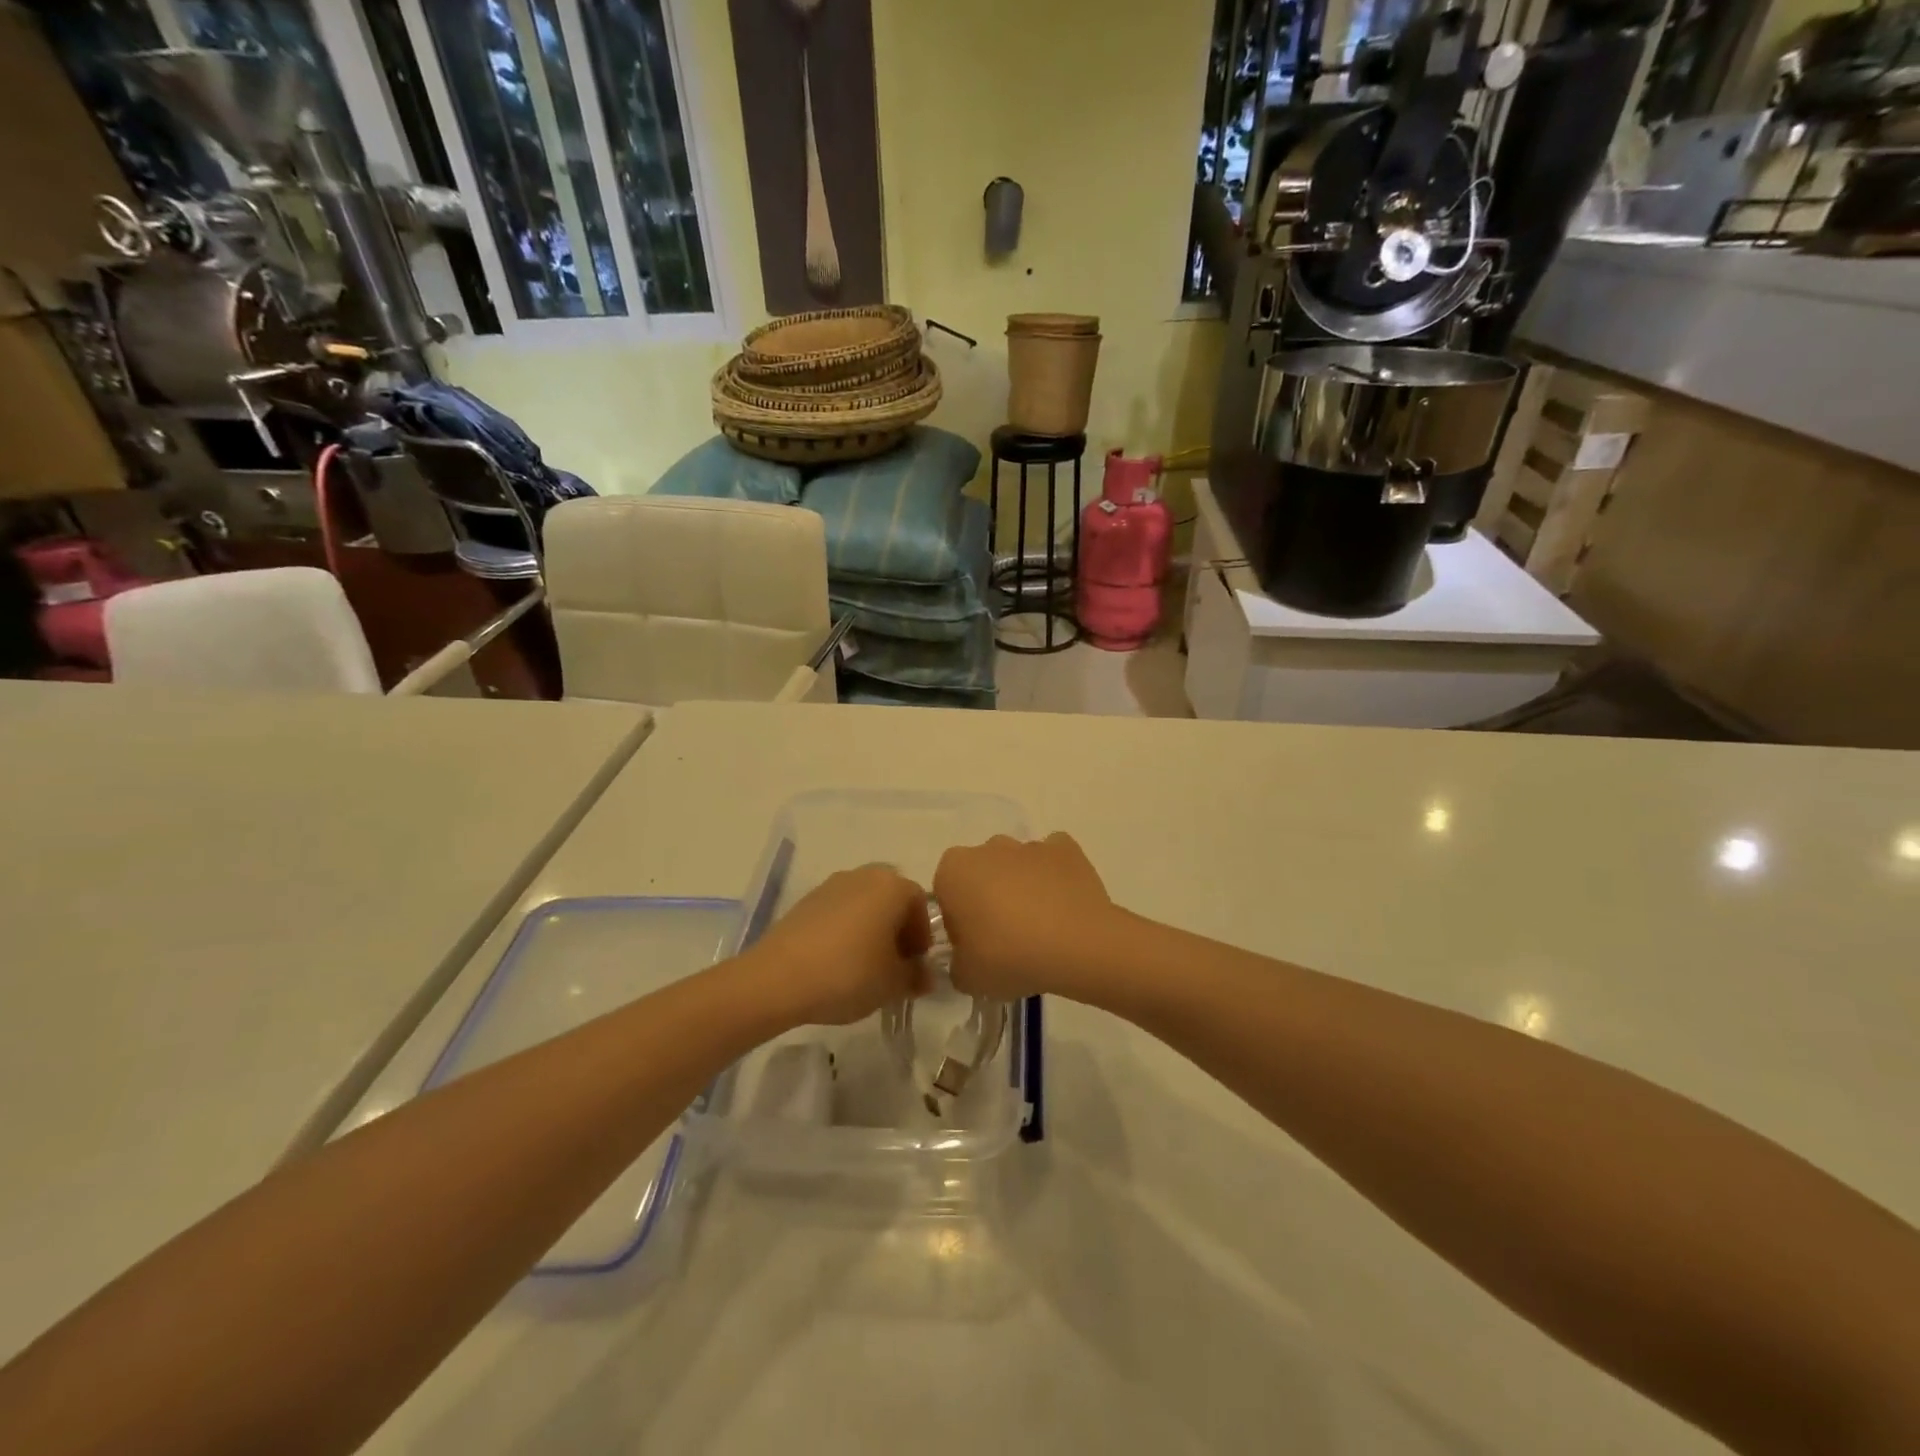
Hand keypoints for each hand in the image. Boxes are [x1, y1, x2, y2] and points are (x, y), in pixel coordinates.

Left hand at [741, 865, 932, 1025]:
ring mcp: (831, 885)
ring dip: (871, 931)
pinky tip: (837, 963)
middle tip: (893, 966)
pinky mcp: (805, 901)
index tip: (914, 967)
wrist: (777, 978)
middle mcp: (864, 875)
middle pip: (891, 901)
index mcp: (892, 886)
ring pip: (864, 906)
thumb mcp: (893, 983)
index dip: (922, 937)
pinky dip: (845, 932)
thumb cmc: (848, 973)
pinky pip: (838, 913)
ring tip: (864, 968)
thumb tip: (924, 976)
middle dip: (897, 931)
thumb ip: (915, 977)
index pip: (921, 905)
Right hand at [933, 833, 1117, 1000]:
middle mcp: (988, 847)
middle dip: (989, 898)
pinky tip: (1064, 908)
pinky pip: (1053, 862)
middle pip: (982, 873)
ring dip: (1023, 888)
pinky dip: (1055, 878)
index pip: (946, 892)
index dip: (958, 920)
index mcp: (954, 869)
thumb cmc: (1008, 956)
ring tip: (1041, 929)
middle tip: (1005, 939)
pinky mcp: (1066, 849)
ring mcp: (1030, 845)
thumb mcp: (966, 977)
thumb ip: (956, 963)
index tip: (974, 945)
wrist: (1076, 945)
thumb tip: (966, 957)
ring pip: (1018, 866)